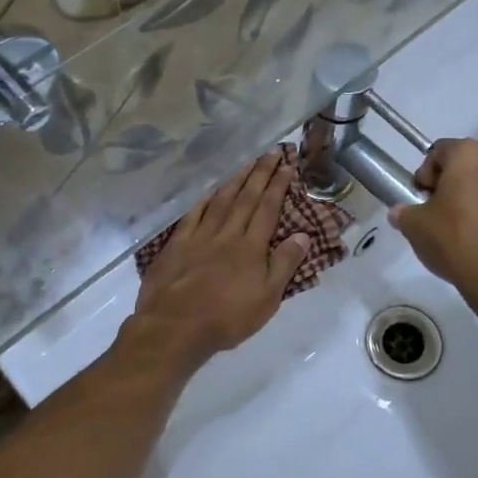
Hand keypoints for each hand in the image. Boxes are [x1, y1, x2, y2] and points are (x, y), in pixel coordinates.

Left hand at [119, 152, 312, 379]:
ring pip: (221, 200)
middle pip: (246, 197)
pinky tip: (210, 190)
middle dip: (260, 173)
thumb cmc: (227, 318)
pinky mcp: (177, 244)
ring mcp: (199, 236)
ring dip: (235, 179)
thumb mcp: (267, 298)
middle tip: (271, 151)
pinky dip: (204, 199)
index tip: (287, 165)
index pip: (267, 208)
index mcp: (251, 246)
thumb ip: (284, 264)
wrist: (175, 326)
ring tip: (247, 161)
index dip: (278, 185)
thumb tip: (302, 234)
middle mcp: (227, 233)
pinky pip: (193, 214)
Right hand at [390, 138, 477, 319]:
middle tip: (444, 213)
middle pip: (471, 165)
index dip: (426, 174)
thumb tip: (401, 212)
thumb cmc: (456, 244)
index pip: (439, 152)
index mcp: (470, 157)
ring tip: (472, 230)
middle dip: (456, 183)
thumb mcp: (415, 227)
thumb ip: (404, 212)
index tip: (422, 199)